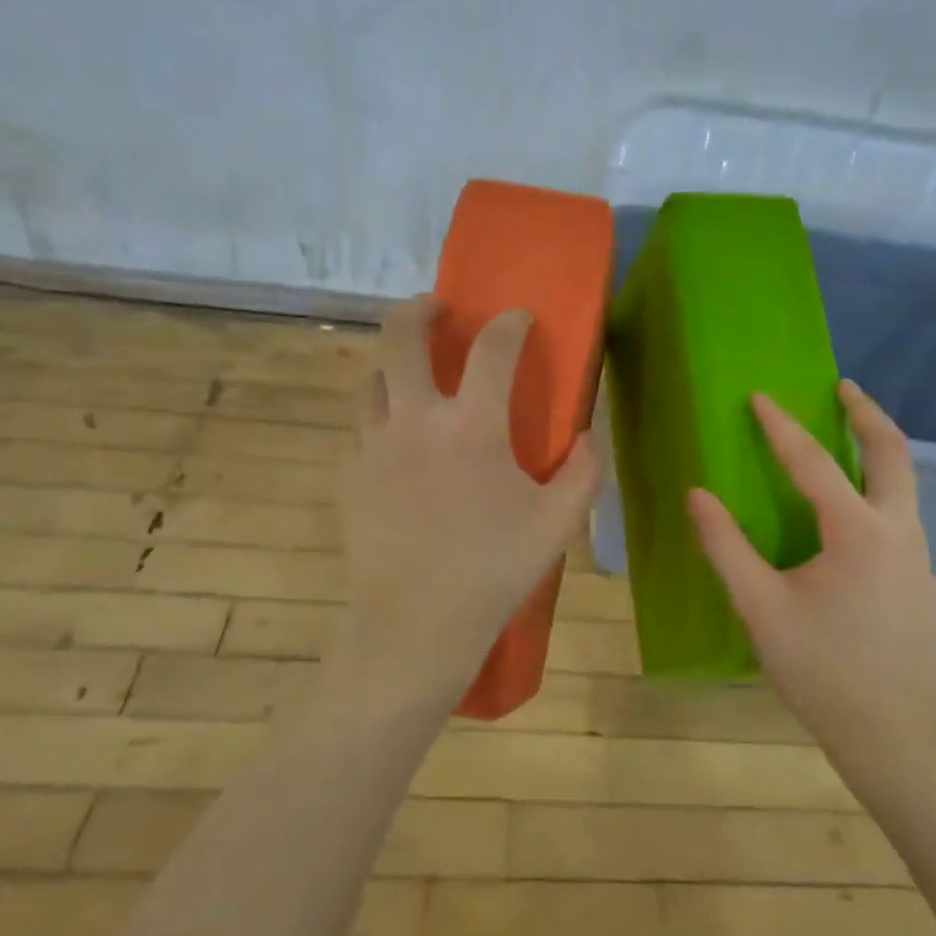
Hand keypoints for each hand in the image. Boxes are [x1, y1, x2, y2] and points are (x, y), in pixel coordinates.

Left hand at [339, 296, 601, 695]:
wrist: (414, 626)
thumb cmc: (493, 572)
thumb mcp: (557, 524)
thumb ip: (584, 472)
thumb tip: (588, 436)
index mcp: (472, 427)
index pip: (492, 348)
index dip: (510, 323)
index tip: (519, 318)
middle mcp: (414, 420)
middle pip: (401, 334)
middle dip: (421, 308)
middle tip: (439, 309)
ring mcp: (372, 445)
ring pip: (372, 377)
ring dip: (395, 363)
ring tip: (415, 377)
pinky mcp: (348, 473)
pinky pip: (361, 425)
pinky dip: (382, 415)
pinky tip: (398, 441)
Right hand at [687, 381, 935, 751]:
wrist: (891, 734)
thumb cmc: (819, 669)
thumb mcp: (760, 607)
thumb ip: (726, 546)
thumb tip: (697, 495)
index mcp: (858, 533)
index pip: (815, 463)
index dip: (782, 427)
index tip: (760, 395)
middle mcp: (901, 533)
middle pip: (894, 454)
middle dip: (868, 414)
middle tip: (843, 387)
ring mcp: (922, 560)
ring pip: (906, 490)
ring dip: (877, 457)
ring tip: (847, 446)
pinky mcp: (926, 585)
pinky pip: (903, 527)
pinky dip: (879, 505)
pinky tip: (852, 534)